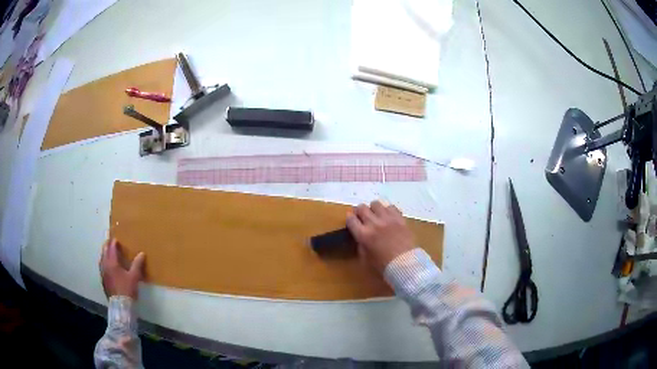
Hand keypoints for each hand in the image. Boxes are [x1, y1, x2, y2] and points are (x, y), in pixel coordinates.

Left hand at [99, 238, 145, 299]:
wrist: (120, 305)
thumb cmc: (127, 289)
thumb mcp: (134, 277)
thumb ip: (137, 264)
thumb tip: (142, 253)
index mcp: (112, 262)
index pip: (111, 248)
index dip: (114, 243)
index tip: (116, 239)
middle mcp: (105, 265)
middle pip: (104, 252)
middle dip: (107, 246)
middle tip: (110, 242)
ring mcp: (103, 273)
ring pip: (101, 259)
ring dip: (104, 254)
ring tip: (108, 252)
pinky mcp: (103, 280)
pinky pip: (102, 266)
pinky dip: (104, 262)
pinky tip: (107, 266)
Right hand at [346, 200, 414, 273]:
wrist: (405, 264)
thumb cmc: (383, 265)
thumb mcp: (365, 259)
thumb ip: (360, 245)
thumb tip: (360, 237)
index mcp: (363, 235)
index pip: (351, 219)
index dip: (349, 218)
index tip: (351, 220)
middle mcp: (374, 223)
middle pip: (362, 208)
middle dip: (359, 211)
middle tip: (361, 217)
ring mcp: (387, 219)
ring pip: (376, 204)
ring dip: (373, 209)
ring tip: (376, 215)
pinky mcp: (399, 218)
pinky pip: (391, 207)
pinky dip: (388, 210)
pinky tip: (388, 217)